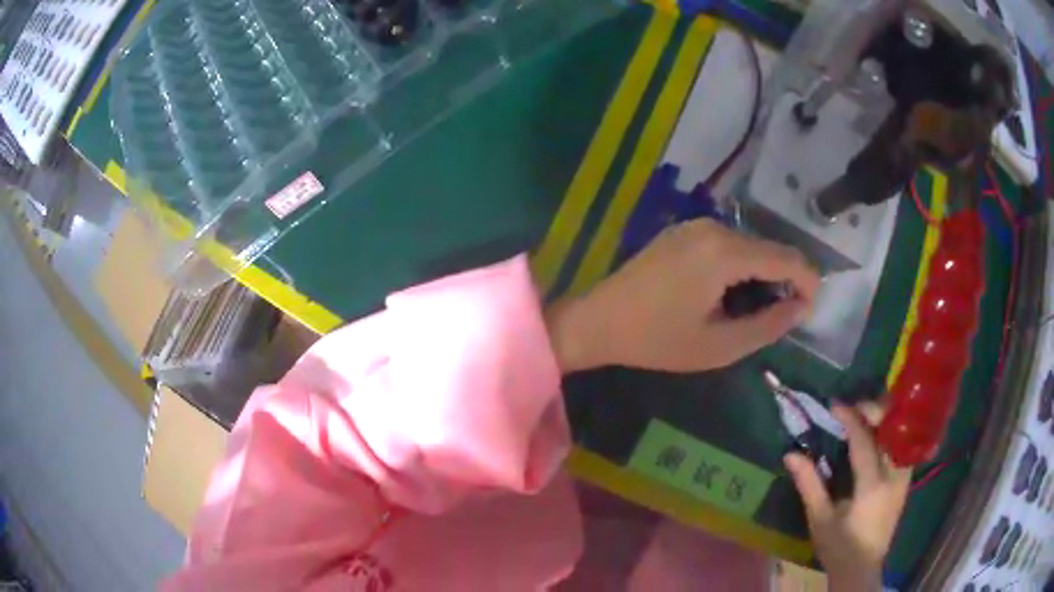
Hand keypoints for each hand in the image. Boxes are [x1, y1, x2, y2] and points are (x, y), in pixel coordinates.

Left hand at [545, 219, 819, 372]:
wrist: (598, 320)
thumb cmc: (657, 340)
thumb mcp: (719, 345)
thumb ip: (768, 325)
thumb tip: (800, 308)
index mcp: (725, 252)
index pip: (786, 258)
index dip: (807, 282)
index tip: (809, 311)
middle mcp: (713, 228)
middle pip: (769, 248)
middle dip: (784, 281)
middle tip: (780, 318)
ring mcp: (695, 226)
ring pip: (749, 246)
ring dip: (762, 275)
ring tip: (754, 311)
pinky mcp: (683, 232)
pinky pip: (727, 245)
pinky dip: (740, 267)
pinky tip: (730, 295)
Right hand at [784, 403, 910, 591]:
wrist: (862, 568)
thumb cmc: (838, 546)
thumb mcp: (819, 519)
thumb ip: (809, 484)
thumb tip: (791, 454)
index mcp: (872, 486)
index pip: (864, 441)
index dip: (850, 418)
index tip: (834, 405)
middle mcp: (894, 476)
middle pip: (891, 429)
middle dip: (874, 411)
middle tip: (853, 409)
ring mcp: (904, 477)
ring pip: (901, 434)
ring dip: (885, 420)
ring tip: (866, 417)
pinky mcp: (906, 480)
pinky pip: (903, 445)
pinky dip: (891, 433)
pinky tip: (878, 435)